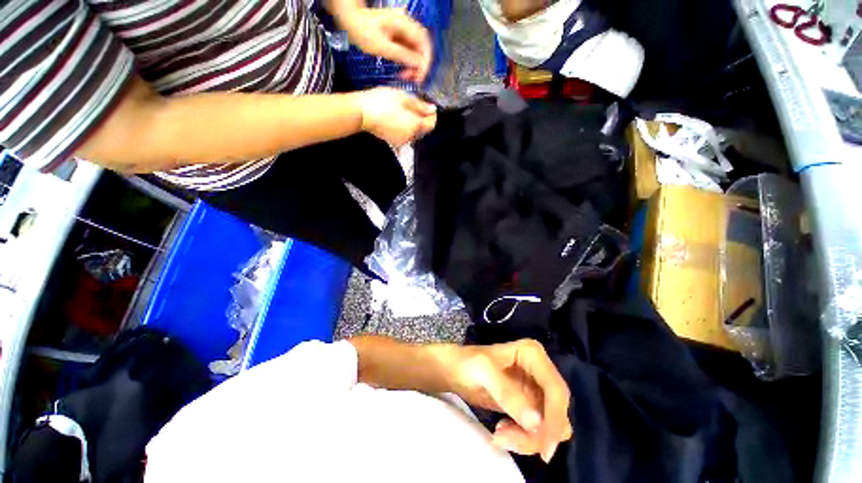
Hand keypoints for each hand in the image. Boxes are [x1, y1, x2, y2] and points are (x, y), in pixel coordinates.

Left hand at [340, 8, 431, 82]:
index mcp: (404, 24)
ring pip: (416, 50)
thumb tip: (418, 64)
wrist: (350, 20)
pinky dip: (408, 62)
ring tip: (407, 77)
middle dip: (420, 65)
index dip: (425, 61)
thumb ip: (402, 55)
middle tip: (414, 80)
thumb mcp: (382, 47)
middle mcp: (406, 25)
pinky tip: (403, 71)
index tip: (421, 76)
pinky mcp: (398, 36)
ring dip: (414, 65)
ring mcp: (402, 30)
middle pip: (422, 47)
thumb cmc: (362, 31)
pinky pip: (408, 51)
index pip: (424, 43)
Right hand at [358, 87, 436, 146]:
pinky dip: (405, 129)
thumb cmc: (382, 101)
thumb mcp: (404, 97)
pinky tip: (397, 119)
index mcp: (415, 126)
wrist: (362, 113)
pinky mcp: (394, 142)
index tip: (428, 107)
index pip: (432, 124)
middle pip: (423, 130)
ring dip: (414, 124)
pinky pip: (405, 136)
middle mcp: (411, 137)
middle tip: (415, 106)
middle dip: (422, 120)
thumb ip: (421, 105)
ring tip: (404, 111)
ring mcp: (402, 141)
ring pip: (414, 133)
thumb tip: (432, 110)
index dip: (432, 115)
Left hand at [444, 339, 572, 461]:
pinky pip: (538, 430)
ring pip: (550, 425)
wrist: (454, 370)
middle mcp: (540, 370)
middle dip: (538, 432)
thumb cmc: (467, 364)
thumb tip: (537, 424)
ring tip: (500, 434)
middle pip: (556, 411)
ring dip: (529, 438)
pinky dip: (524, 437)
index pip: (556, 390)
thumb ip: (508, 394)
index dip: (555, 419)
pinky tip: (502, 430)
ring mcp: (536, 388)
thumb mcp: (484, 372)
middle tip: (509, 439)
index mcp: (533, 354)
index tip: (544, 448)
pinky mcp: (529, 404)